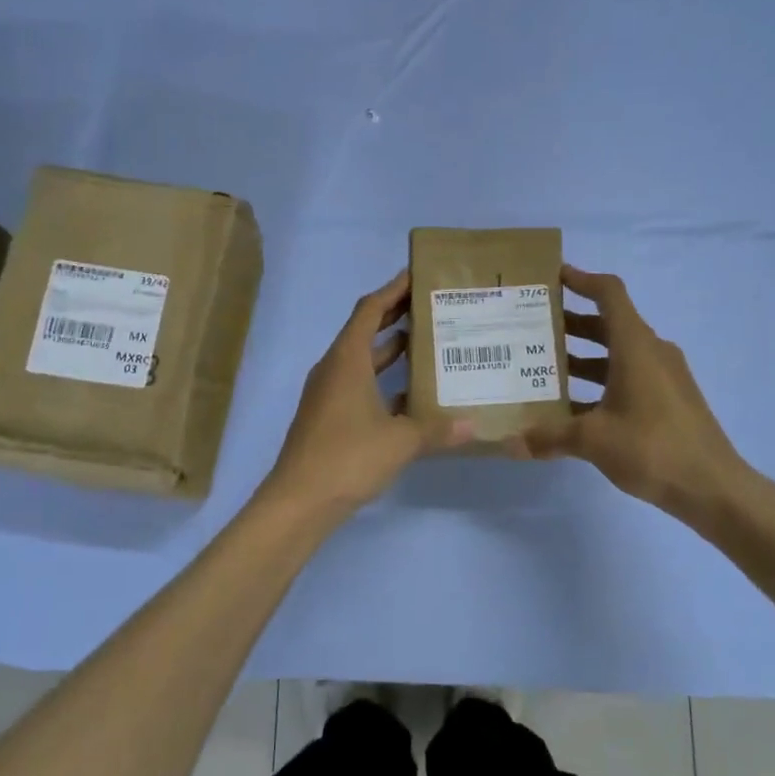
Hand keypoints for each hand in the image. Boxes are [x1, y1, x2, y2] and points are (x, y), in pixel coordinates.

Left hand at [266, 270, 473, 513]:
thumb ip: (438, 429)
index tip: (417, 275)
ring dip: (391, 349)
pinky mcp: (328, 416)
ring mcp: (328, 393)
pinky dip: (383, 381)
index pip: (370, 309)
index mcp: (347, 359)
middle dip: (395, 314)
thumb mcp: (401, 441)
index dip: (393, 289)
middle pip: (365, 329)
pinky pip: (359, 385)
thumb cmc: (348, 457)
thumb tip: (474, 425)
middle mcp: (334, 368)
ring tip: (428, 342)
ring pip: (363, 359)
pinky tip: (411, 394)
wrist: (299, 500)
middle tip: (431, 304)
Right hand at [506, 265, 748, 521]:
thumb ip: (549, 437)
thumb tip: (509, 443)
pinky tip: (573, 406)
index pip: (609, 293)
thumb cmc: (652, 448)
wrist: (713, 488)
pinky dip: (600, 381)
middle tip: (533, 327)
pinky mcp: (668, 400)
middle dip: (571, 322)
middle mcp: (651, 352)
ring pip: (617, 352)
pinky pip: (628, 377)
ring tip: (544, 365)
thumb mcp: (593, 440)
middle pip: (608, 322)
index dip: (581, 279)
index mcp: (635, 346)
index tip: (551, 278)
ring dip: (583, 355)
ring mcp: (664, 376)